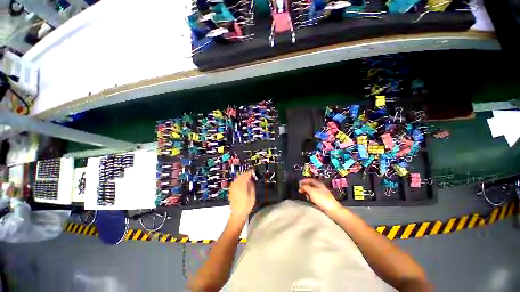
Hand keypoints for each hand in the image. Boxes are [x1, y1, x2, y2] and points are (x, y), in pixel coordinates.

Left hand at [228, 170, 255, 218]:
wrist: (237, 214)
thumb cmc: (246, 206)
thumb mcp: (252, 196)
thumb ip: (252, 187)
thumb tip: (251, 181)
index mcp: (242, 186)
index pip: (246, 176)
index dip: (250, 172)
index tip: (253, 170)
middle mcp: (236, 185)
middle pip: (241, 176)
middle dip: (246, 173)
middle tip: (250, 173)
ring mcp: (233, 188)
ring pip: (237, 178)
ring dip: (242, 176)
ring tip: (247, 176)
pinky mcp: (231, 190)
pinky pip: (235, 182)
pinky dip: (239, 179)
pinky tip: (241, 181)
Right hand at [299, 178, 341, 212]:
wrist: (331, 209)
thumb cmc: (321, 198)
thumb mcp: (311, 191)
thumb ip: (305, 187)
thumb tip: (301, 184)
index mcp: (318, 183)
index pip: (310, 179)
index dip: (304, 180)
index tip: (299, 183)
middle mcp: (320, 187)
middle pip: (310, 185)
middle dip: (305, 187)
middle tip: (300, 190)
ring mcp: (321, 194)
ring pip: (311, 191)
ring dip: (307, 193)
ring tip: (306, 196)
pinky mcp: (321, 200)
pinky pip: (313, 197)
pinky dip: (310, 198)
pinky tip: (310, 200)